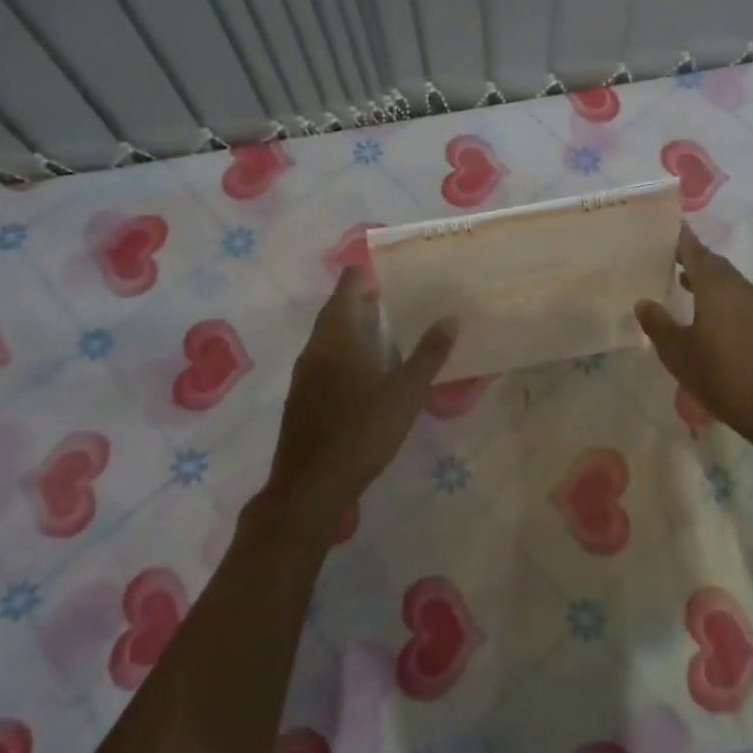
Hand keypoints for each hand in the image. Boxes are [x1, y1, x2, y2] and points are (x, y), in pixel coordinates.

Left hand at [265, 267, 455, 524]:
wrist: (311, 485)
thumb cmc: (362, 431)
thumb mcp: (405, 393)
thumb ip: (428, 354)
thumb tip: (450, 317)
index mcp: (337, 338)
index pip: (346, 290)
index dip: (362, 274)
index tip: (386, 267)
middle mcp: (315, 349)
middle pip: (335, 312)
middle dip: (360, 300)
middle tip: (393, 296)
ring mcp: (304, 376)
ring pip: (328, 338)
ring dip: (352, 328)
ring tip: (385, 329)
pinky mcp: (302, 399)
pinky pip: (325, 361)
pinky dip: (345, 352)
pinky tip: (365, 371)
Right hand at [635, 227, 752, 451]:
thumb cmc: (721, 377)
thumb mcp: (678, 353)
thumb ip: (658, 324)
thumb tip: (644, 302)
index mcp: (717, 288)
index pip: (695, 252)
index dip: (680, 239)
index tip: (667, 227)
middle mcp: (740, 288)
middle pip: (714, 263)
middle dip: (693, 257)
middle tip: (669, 255)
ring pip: (728, 280)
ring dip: (707, 277)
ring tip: (683, 281)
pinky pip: (739, 297)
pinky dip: (720, 294)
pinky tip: (707, 312)